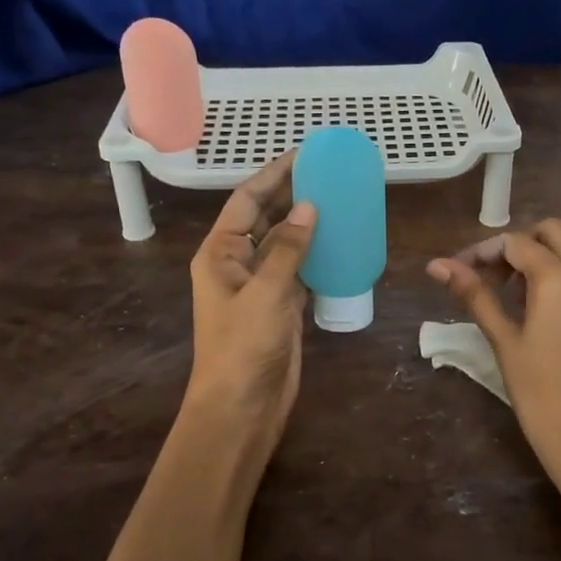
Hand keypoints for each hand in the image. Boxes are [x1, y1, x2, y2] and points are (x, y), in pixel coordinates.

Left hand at [183, 155, 316, 472]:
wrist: (242, 408)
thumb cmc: (243, 347)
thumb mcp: (266, 293)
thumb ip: (288, 249)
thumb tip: (309, 206)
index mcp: (220, 253)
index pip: (246, 201)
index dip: (273, 175)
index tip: (303, 153)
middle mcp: (237, 263)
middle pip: (265, 217)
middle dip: (292, 194)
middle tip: (328, 171)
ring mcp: (260, 286)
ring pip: (285, 243)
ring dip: (308, 222)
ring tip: (340, 198)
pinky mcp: (281, 306)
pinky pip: (300, 269)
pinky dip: (318, 253)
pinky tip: (341, 240)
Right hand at [428, 220, 560, 522]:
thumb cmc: (539, 392)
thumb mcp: (503, 339)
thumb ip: (474, 295)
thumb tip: (437, 265)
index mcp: (558, 276)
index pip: (514, 243)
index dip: (481, 252)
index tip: (457, 272)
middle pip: (549, 233)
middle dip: (515, 245)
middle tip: (487, 276)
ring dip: (538, 257)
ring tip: (507, 293)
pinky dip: (558, 274)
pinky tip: (536, 308)